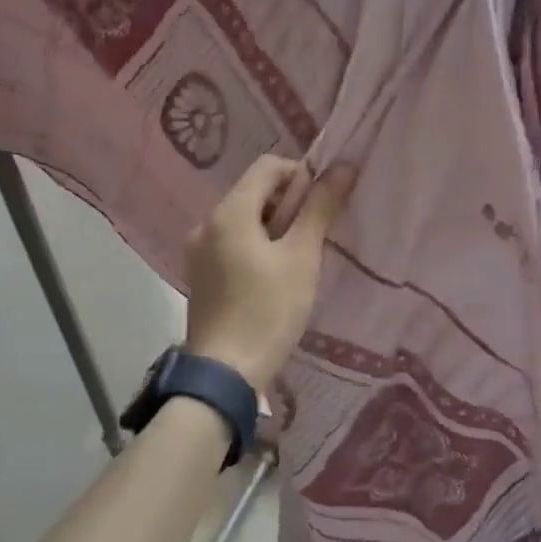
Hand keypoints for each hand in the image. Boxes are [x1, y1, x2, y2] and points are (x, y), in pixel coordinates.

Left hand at [184, 155, 356, 391]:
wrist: (224, 375)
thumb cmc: (268, 310)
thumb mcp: (302, 256)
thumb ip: (320, 208)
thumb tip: (342, 167)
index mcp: (228, 212)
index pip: (267, 166)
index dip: (300, 175)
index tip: (322, 205)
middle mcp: (206, 223)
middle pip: (254, 192)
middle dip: (289, 204)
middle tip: (314, 236)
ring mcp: (198, 251)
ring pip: (244, 219)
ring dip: (275, 226)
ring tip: (298, 259)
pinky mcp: (200, 275)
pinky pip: (233, 243)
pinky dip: (256, 246)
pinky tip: (274, 276)